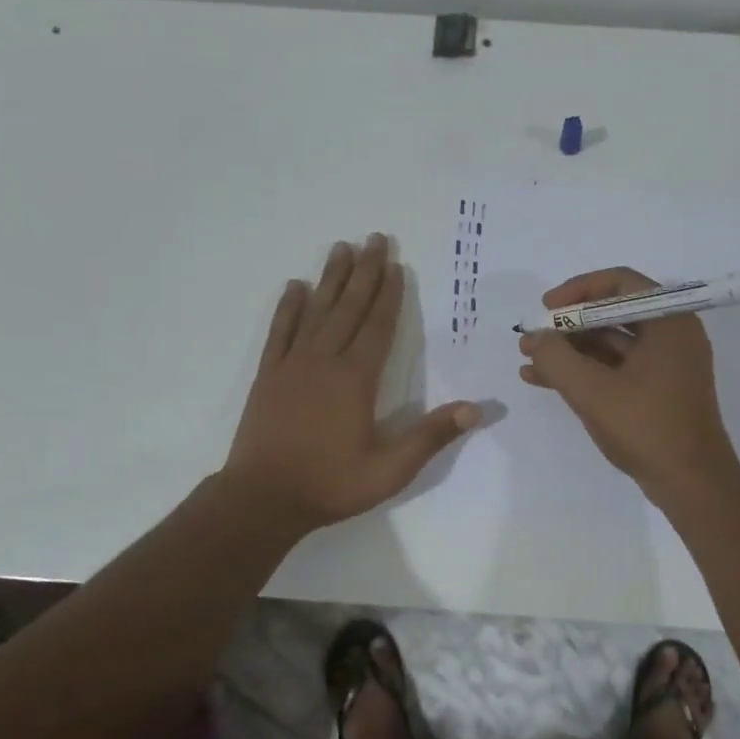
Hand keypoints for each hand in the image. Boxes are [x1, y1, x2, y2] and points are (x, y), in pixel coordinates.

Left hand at [223, 234, 480, 531]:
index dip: (389, 295)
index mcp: (356, 380)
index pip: (378, 327)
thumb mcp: (390, 470)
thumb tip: (476, 408)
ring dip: (330, 279)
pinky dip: (288, 308)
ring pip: (316, 311)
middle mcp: (324, 361)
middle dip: (364, 272)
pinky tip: (295, 287)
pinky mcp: (268, 375)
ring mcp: (292, 365)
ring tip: (340, 248)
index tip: (396, 264)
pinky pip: (280, 332)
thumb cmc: (331, 484)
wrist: (263, 499)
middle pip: (349, 308)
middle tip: (374, 239)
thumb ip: (431, 436)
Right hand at [518, 267, 739, 497]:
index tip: (547, 308)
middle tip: (533, 337)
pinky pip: (616, 369)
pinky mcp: (658, 391)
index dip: (578, 290)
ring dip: (571, 350)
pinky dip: (585, 372)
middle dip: (569, 325)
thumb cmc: (647, 428)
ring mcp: (666, 365)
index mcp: (669, 322)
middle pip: (613, 313)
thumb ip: (557, 358)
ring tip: (529, 360)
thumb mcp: (592, 391)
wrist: (691, 484)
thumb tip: (534, 337)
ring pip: (611, 344)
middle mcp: (672, 335)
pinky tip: (545, 381)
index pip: (620, 283)